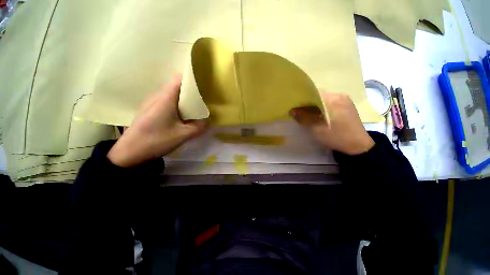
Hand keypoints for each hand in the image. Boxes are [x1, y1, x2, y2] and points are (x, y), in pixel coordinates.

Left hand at [108, 74, 207, 166]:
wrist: (129, 153)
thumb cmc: (156, 141)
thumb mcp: (183, 135)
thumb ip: (199, 126)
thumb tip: (208, 120)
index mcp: (165, 98)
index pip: (179, 79)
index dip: (192, 80)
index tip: (204, 86)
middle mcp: (157, 96)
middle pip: (176, 86)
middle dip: (191, 91)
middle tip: (203, 100)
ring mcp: (151, 103)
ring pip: (171, 95)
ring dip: (184, 100)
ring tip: (195, 108)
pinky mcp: (149, 110)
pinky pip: (166, 102)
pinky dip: (177, 105)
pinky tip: (182, 116)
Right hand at [290, 92, 373, 154]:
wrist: (358, 146)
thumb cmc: (336, 137)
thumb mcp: (316, 129)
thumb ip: (303, 118)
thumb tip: (292, 110)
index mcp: (333, 99)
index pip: (314, 93)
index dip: (303, 99)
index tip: (295, 106)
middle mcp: (340, 95)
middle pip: (319, 95)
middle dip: (309, 103)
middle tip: (300, 111)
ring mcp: (345, 100)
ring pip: (325, 99)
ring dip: (316, 106)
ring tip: (309, 114)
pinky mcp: (348, 106)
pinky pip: (331, 103)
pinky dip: (323, 107)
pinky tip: (320, 116)